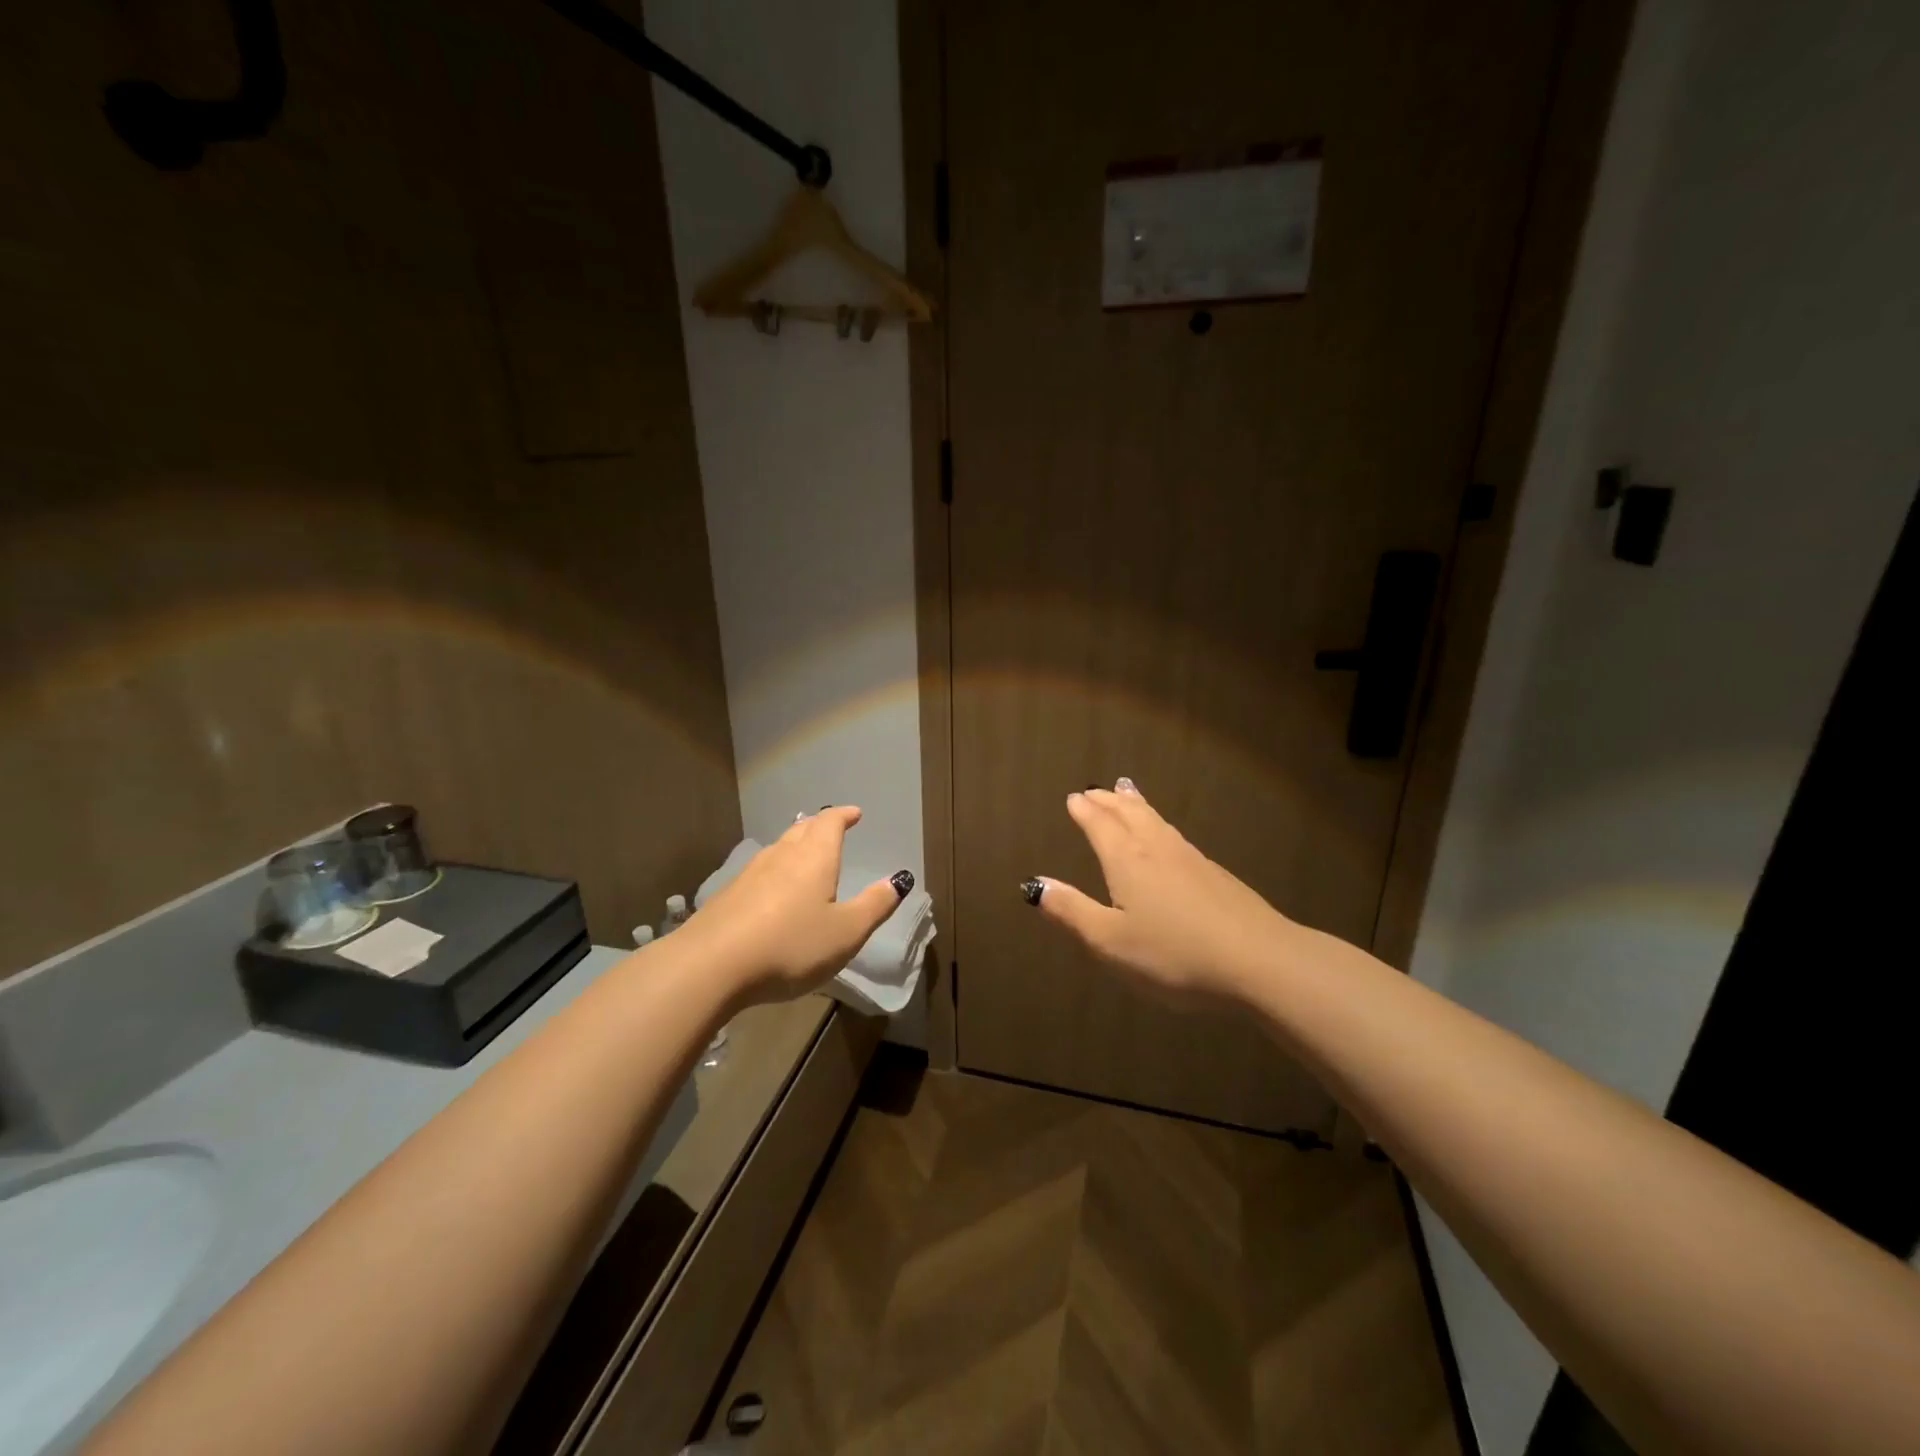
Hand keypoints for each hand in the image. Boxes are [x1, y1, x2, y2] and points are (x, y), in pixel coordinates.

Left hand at [674, 806, 912, 1007]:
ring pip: (778, 848)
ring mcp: (750, 874)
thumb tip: (899, 879)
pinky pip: (760, 871)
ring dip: (795, 845)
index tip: (855, 813)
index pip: (830, 823)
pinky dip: (775, 870)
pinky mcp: (728, 895)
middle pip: (802, 829)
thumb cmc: (791, 945)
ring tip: (805, 854)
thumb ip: (875, 905)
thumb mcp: (846, 932)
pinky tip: (773, 890)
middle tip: (832, 827)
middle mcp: (782, 856)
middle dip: (819, 825)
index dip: (843, 815)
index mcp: (814, 858)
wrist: (711, 965)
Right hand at [1029, 780, 1296, 1005]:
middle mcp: (1156, 849)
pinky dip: (1159, 823)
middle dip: (1108, 801)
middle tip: (1094, 790)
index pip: (1100, 826)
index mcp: (1127, 861)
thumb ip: (1072, 911)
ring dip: (1136, 805)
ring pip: (1156, 821)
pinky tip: (1167, 836)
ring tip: (1126, 792)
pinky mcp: (1215, 874)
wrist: (1259, 959)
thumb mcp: (1111, 941)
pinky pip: (1175, 834)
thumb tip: (1034, 884)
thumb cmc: (1174, 954)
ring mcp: (1190, 858)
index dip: (1085, 812)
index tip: (1073, 798)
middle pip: (1129, 814)